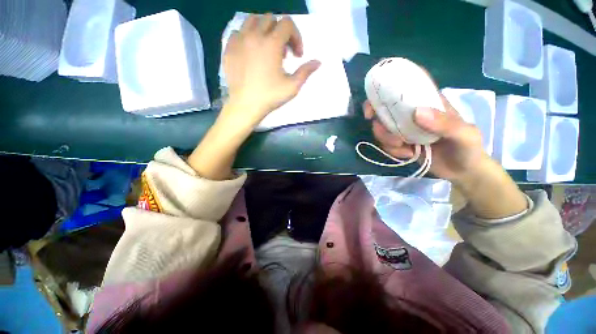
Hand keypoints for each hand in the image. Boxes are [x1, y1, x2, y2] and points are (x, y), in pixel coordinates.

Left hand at [223, 14, 320, 126]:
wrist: (245, 105)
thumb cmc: (270, 96)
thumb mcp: (292, 86)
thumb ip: (305, 72)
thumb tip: (318, 62)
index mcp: (272, 43)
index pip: (287, 24)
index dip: (296, 37)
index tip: (297, 55)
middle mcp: (254, 35)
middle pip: (270, 19)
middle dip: (281, 33)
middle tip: (283, 53)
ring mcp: (239, 40)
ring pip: (252, 20)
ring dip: (264, 30)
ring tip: (267, 48)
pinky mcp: (229, 48)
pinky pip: (238, 32)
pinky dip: (247, 37)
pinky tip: (251, 52)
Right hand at [363, 95, 486, 181]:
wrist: (462, 171)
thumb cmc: (468, 148)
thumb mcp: (464, 135)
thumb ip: (445, 123)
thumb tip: (417, 112)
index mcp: (428, 103)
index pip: (405, 88)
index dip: (386, 90)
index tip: (374, 105)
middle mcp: (413, 114)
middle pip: (385, 111)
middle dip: (379, 123)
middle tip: (386, 133)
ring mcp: (405, 129)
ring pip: (382, 129)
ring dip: (386, 139)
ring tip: (402, 147)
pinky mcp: (401, 143)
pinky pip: (386, 144)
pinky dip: (392, 150)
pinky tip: (407, 154)